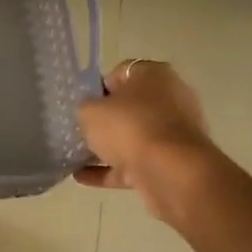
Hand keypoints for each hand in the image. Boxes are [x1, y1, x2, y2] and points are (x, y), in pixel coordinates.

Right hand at [74, 59, 214, 216]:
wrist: (171, 172)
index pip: (120, 74)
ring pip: (134, 137)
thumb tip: (90, 113)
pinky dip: (112, 170)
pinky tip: (82, 177)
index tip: (81, 104)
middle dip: (105, 120)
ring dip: (108, 147)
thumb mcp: (90, 111)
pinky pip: (136, 163)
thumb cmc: (129, 127)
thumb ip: (86, 108)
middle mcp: (171, 98)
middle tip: (80, 130)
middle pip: (130, 107)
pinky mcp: (173, 162)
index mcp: (154, 75)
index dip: (97, 88)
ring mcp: (174, 133)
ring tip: (77, 157)